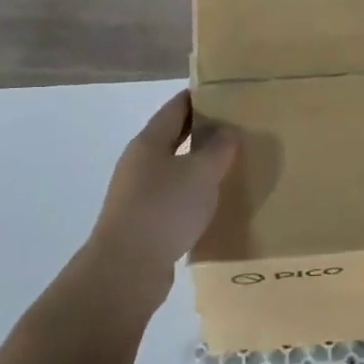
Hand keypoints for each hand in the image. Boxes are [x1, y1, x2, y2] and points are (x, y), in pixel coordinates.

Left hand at [84, 91, 238, 306]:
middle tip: (237, 128)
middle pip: (174, 137)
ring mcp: (138, 194)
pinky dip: (193, 194)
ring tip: (231, 166)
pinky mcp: (143, 222)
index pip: (177, 107)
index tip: (226, 92)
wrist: (126, 270)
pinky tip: (213, 203)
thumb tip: (227, 131)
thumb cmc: (164, 209)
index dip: (200, 97)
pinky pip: (173, 198)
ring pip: (174, 169)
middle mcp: (139, 163)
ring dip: (199, 165)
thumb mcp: (201, 173)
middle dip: (203, 131)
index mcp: (149, 141)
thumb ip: (218, 148)